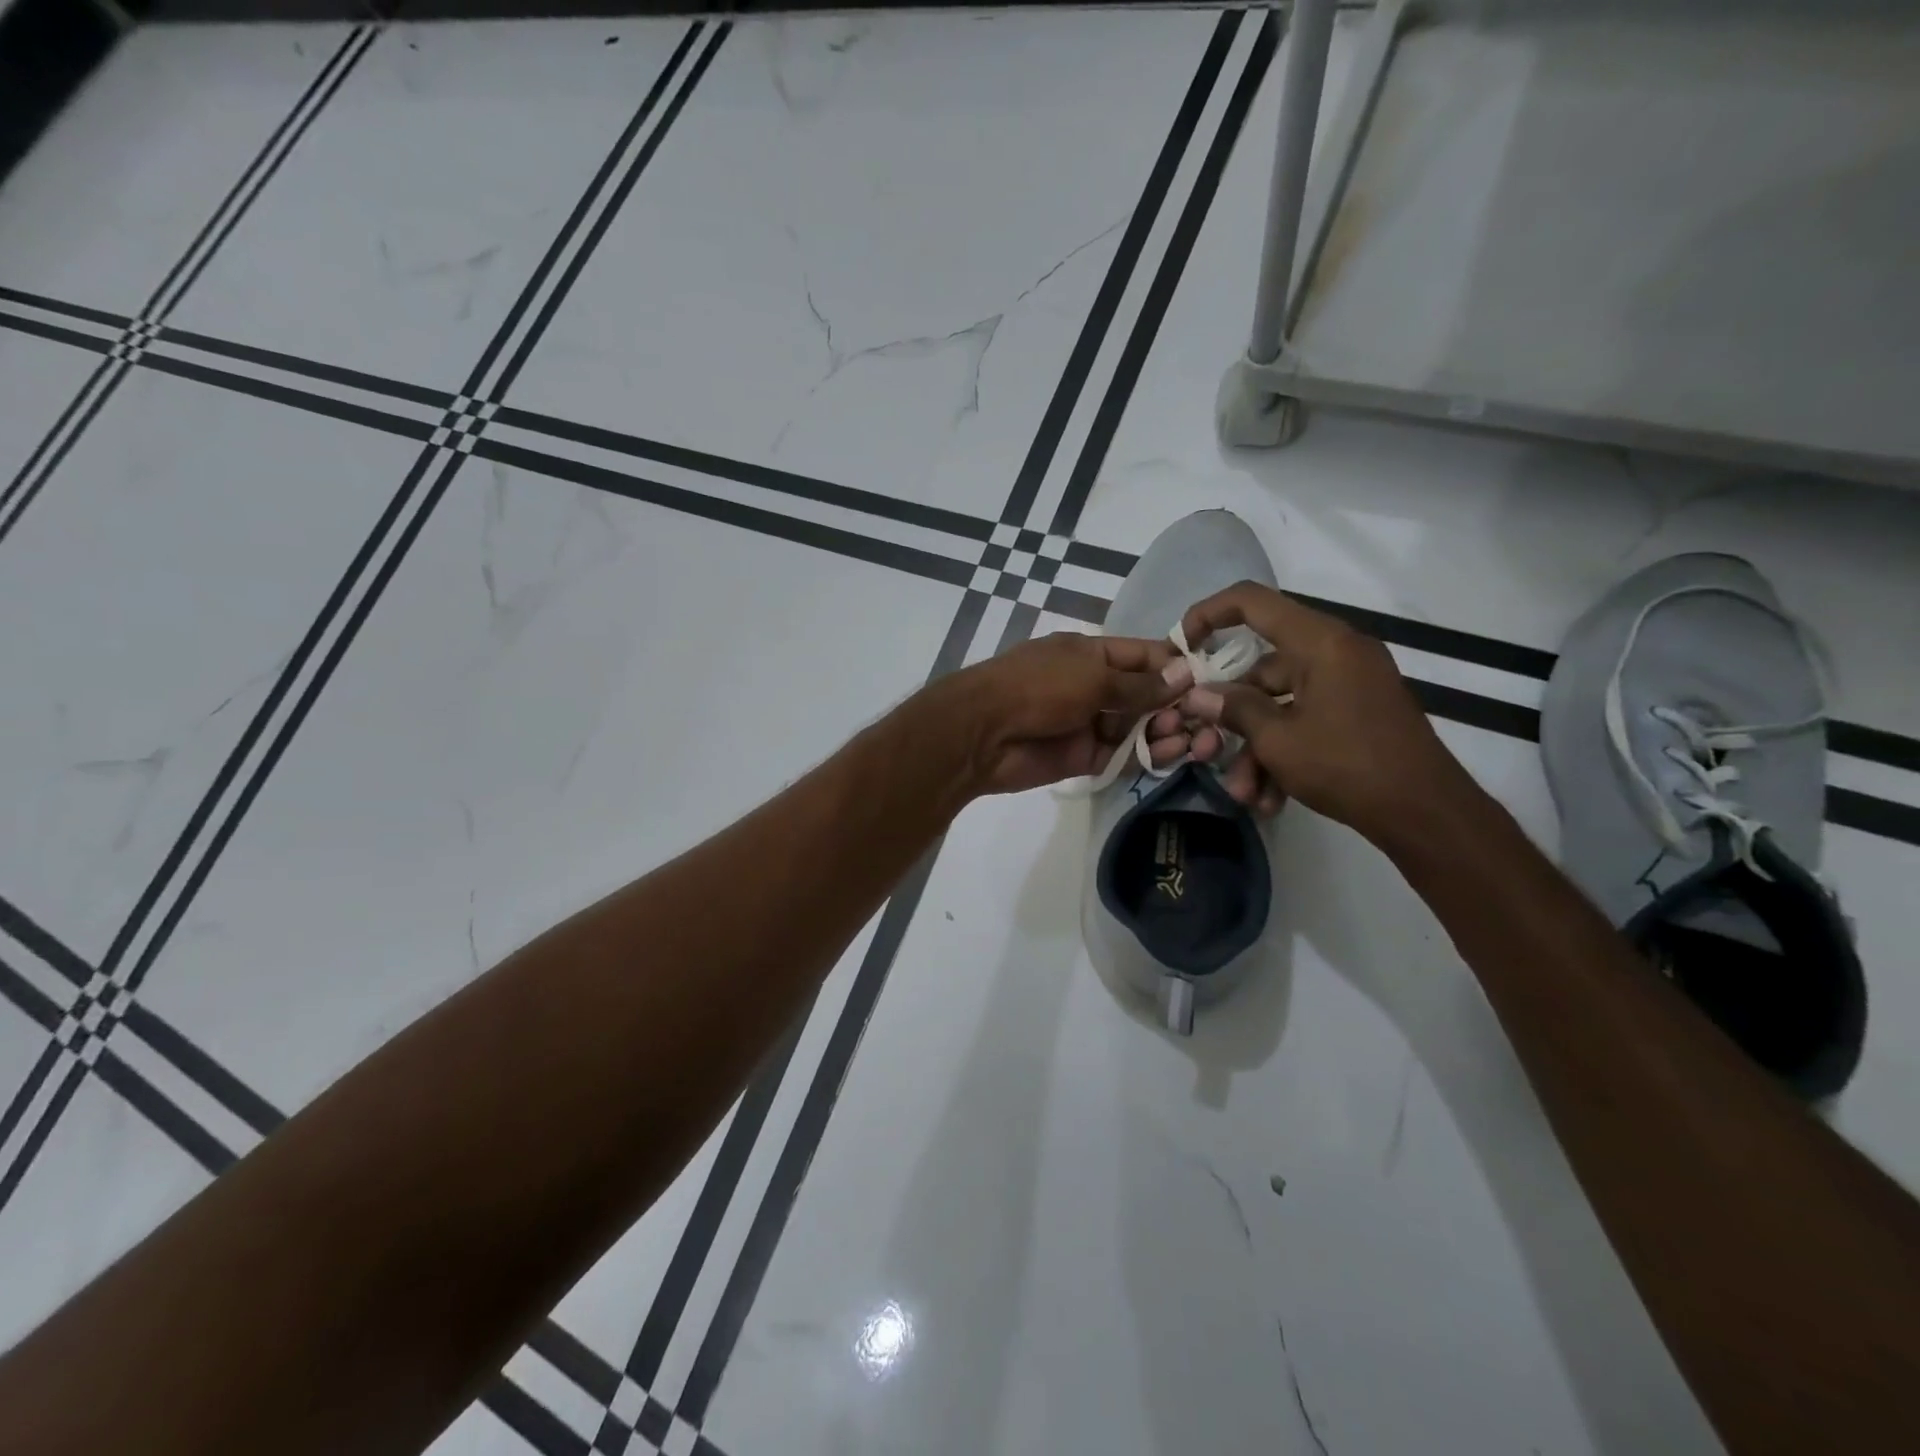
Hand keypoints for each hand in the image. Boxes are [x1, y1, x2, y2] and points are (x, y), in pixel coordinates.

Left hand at [939, 633, 1192, 795]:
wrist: (983, 733)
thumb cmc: (1038, 688)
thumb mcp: (1091, 677)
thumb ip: (1138, 684)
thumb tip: (1185, 674)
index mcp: (1092, 654)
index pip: (1145, 656)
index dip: (1177, 665)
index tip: (1214, 679)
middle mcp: (1094, 686)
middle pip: (1147, 694)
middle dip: (1176, 704)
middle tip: (1206, 717)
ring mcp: (1090, 723)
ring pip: (1139, 727)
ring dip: (1167, 731)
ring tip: (1194, 739)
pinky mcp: (1085, 757)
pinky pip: (1124, 755)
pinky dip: (1147, 755)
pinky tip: (1171, 754)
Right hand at [1164, 583, 1476, 845]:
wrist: (1427, 813)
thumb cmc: (1347, 764)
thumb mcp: (1278, 739)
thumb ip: (1234, 709)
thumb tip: (1196, 695)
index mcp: (1320, 642)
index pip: (1251, 602)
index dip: (1208, 614)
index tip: (1180, 646)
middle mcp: (1335, 652)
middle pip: (1261, 668)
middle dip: (1231, 717)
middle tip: (1206, 748)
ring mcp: (1348, 683)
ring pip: (1280, 704)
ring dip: (1255, 749)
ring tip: (1245, 794)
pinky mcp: (1355, 712)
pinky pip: (1305, 721)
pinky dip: (1283, 753)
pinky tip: (1270, 798)